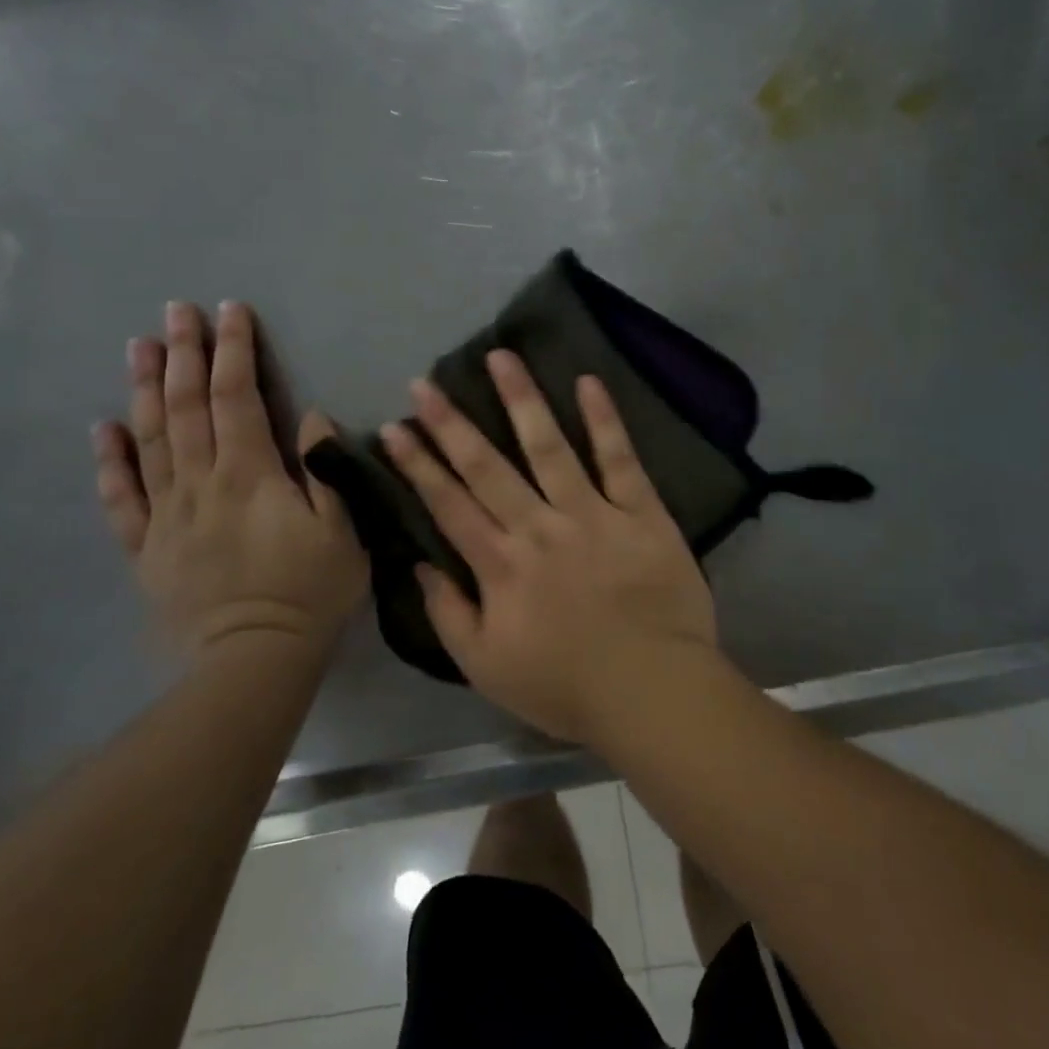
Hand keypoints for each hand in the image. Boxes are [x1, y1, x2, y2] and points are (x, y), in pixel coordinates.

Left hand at [92, 301, 367, 659]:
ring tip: (138, 346)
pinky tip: (102, 427)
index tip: (230, 312)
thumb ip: (324, 469)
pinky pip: (121, 497)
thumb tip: (310, 417)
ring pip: (149, 440)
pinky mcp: (146, 546)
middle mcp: (200, 482)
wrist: (254, 661)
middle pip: (186, 407)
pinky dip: (109, 460)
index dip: (233, 351)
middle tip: (175, 310)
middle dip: (183, 354)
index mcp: (249, 474)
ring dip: (143, 389)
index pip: (237, 398)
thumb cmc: (310, 592)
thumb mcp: (342, 530)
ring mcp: (166, 514)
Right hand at [379, 351, 718, 744]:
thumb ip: (448, 614)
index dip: (418, 465)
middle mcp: (540, 528)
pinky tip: (588, 381)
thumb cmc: (566, 686)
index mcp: (502, 566)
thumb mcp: (486, 668)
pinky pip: (620, 458)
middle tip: (425, 384)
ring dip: (521, 399)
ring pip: (549, 446)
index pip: (449, 505)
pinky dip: (604, 419)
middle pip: (488, 467)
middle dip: (451, 424)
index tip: (395, 428)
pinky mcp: (641, 511)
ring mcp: (592, 514)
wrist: (653, 691)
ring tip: (501, 357)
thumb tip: (420, 565)